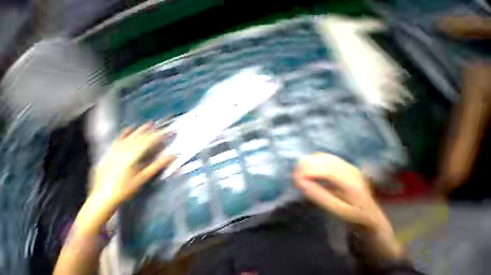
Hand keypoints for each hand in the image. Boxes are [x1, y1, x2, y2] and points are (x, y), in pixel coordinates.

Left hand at [90, 123, 174, 207]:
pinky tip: (128, 129)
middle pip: (140, 137)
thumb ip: (157, 165)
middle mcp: (123, 151)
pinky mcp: (108, 154)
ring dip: (140, 130)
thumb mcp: (143, 178)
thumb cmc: (125, 190)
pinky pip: (117, 141)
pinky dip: (124, 134)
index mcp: (132, 156)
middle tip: (163, 125)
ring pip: (129, 137)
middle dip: (153, 131)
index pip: (150, 141)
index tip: (170, 130)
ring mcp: (114, 152)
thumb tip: (172, 155)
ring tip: (149, 123)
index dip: (161, 135)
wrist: (101, 199)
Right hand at [293, 153, 391, 234]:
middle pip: (321, 160)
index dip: (308, 172)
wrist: (369, 211)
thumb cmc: (353, 215)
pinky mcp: (342, 162)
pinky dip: (312, 160)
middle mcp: (349, 169)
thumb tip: (301, 183)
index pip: (325, 171)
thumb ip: (319, 196)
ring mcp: (346, 164)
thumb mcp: (337, 210)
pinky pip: (323, 156)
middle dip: (304, 167)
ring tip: (299, 173)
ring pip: (320, 156)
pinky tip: (308, 168)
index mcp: (352, 184)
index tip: (295, 179)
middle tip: (295, 178)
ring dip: (306, 162)